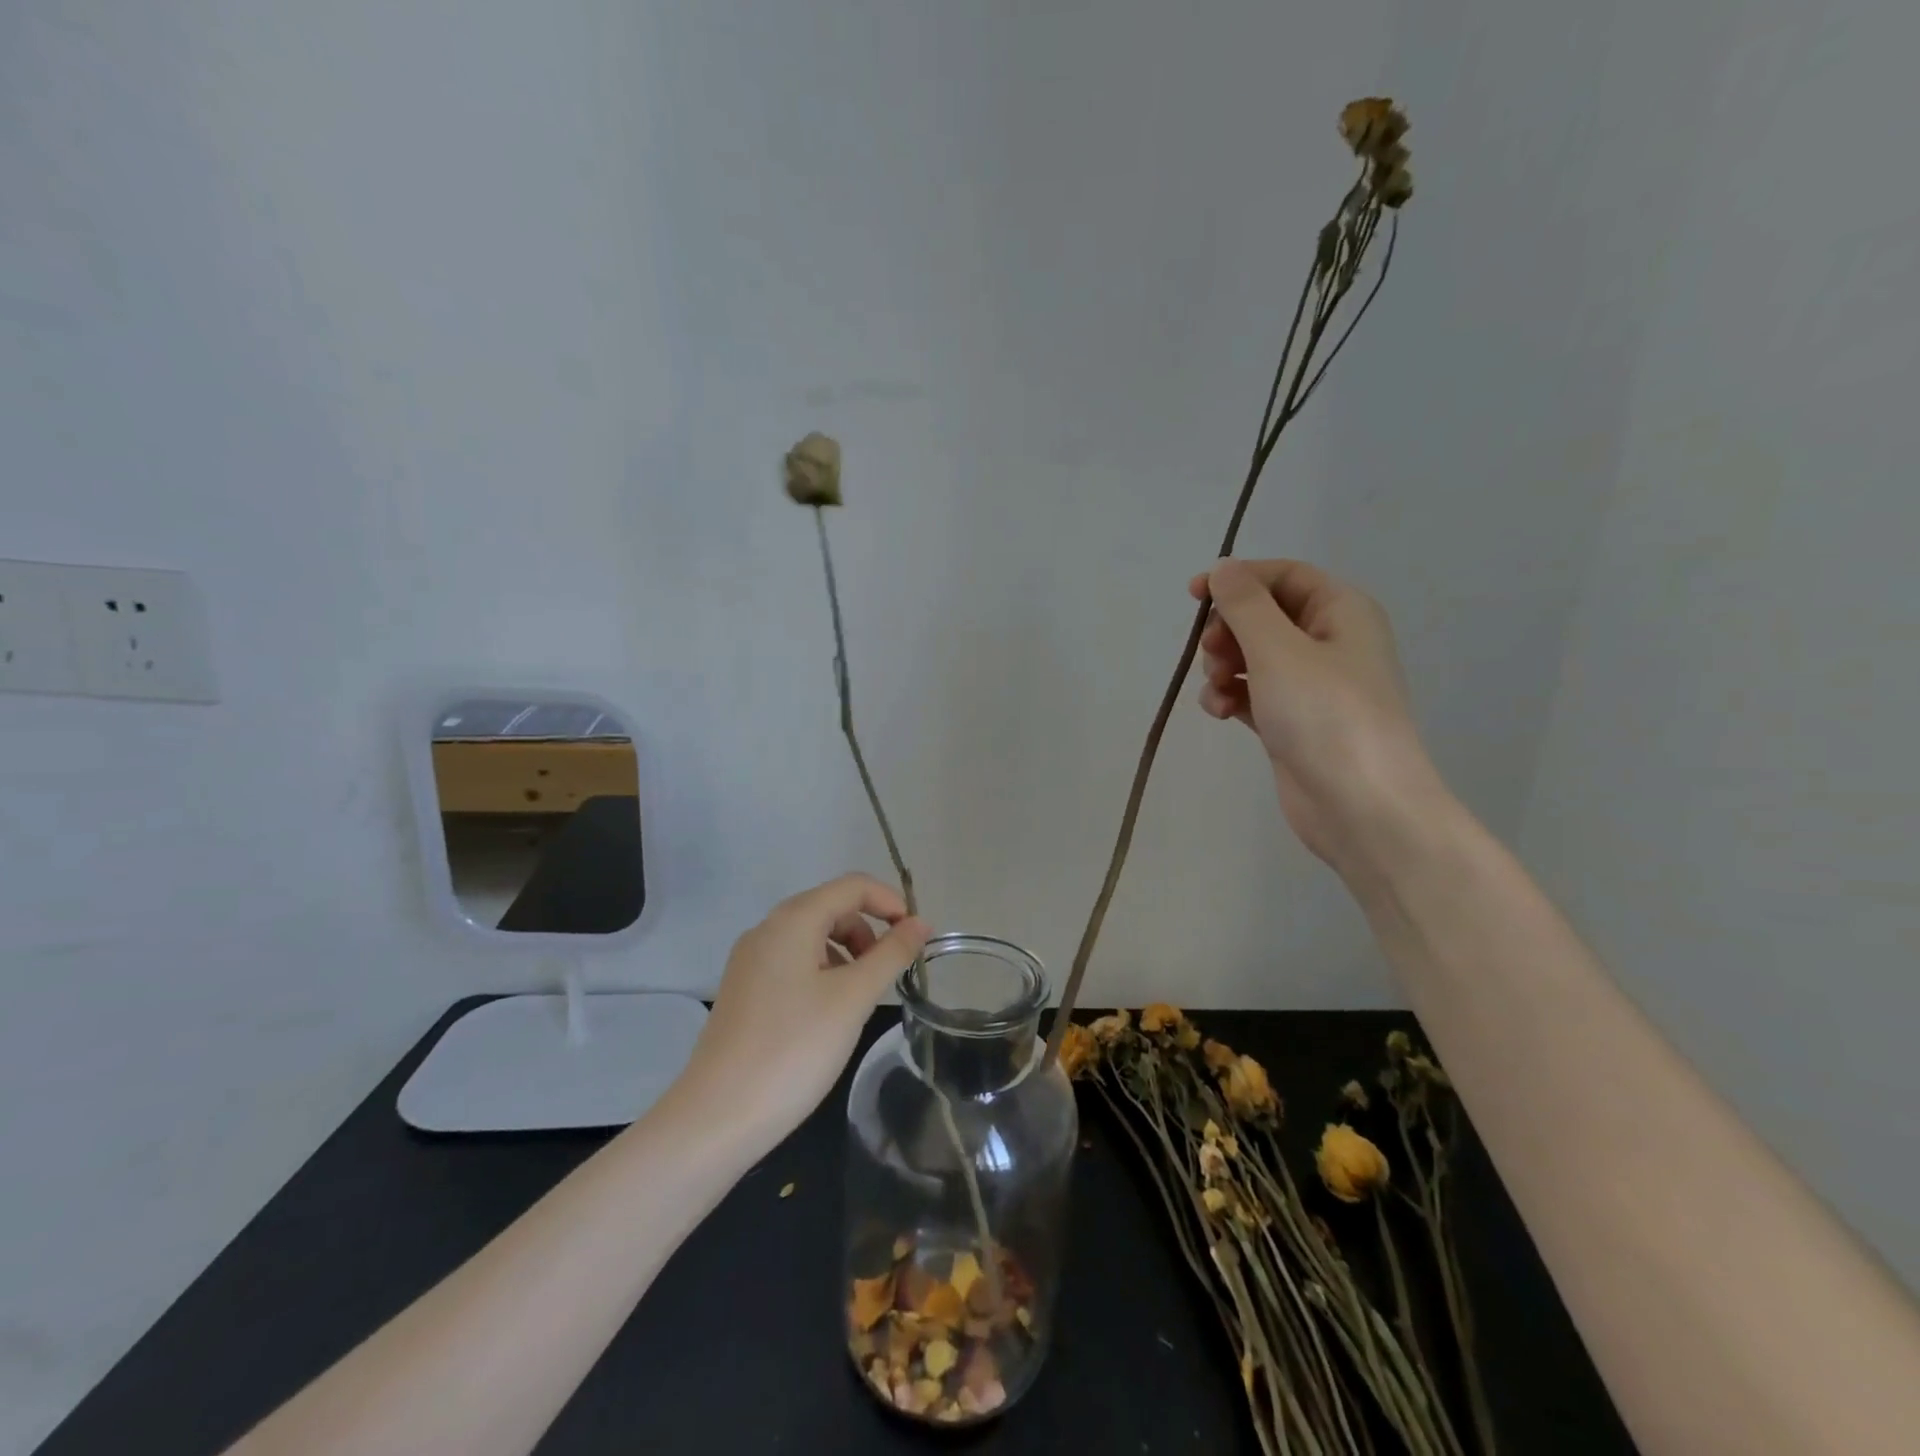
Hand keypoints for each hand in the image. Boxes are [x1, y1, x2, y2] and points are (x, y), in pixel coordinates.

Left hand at [680, 874, 929, 1148]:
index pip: (853, 886)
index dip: (891, 902)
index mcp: (793, 919)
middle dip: (869, 931)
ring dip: (847, 953)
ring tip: (861, 998)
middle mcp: (767, 929)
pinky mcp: (744, 989)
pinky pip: (793, 962)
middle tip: (891, 973)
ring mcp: (750, 960)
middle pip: (832, 907)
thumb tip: (921, 923)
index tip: (916, 938)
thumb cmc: (794, 1049)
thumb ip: (891, 954)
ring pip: (812, 936)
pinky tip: (829, 1013)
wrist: (717, 1117)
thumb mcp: (853, 998)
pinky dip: (823, 972)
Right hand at [1192, 558, 1443, 871]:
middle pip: (1264, 616)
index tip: (1194, 595)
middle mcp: (1330, 642)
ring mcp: (1312, 685)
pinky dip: (1232, 697)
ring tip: (1218, 690)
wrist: (1360, 806)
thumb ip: (1245, 604)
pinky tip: (1221, 714)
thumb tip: (1224, 568)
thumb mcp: (1278, 649)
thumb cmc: (1324, 714)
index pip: (1283, 576)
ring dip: (1224, 667)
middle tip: (1211, 654)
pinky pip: (1253, 693)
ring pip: (1252, 657)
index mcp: (1341, 612)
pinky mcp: (1293, 721)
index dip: (1238, 579)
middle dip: (1228, 631)